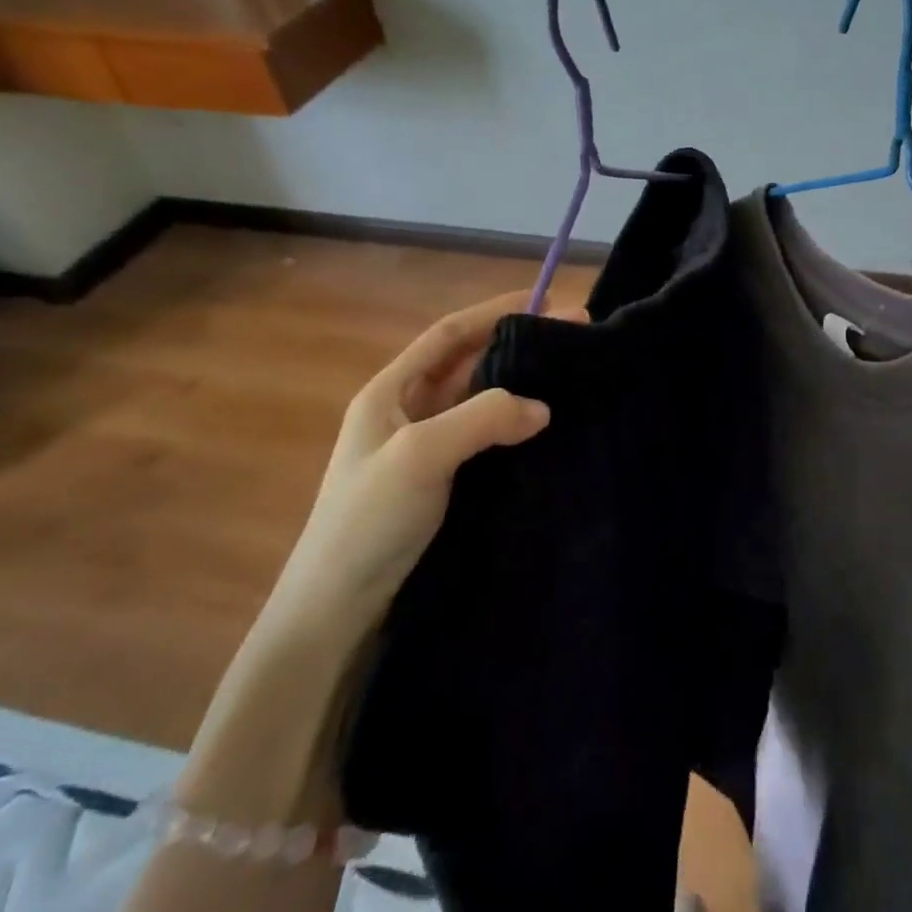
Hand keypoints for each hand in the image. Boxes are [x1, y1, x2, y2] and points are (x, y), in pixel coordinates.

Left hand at [258, 289, 577, 645]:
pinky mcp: (446, 483)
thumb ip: (483, 418)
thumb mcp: (419, 455)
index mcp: (390, 390)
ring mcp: (428, 449)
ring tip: (571, 377)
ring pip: (483, 401)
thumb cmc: (366, 521)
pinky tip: (550, 429)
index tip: (546, 299)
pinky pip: (489, 438)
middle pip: (471, 363)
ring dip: (522, 385)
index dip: (495, 310)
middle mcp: (410, 411)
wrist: (336, 612)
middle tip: (575, 337)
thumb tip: (544, 406)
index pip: (450, 333)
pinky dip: (518, 426)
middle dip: (519, 345)